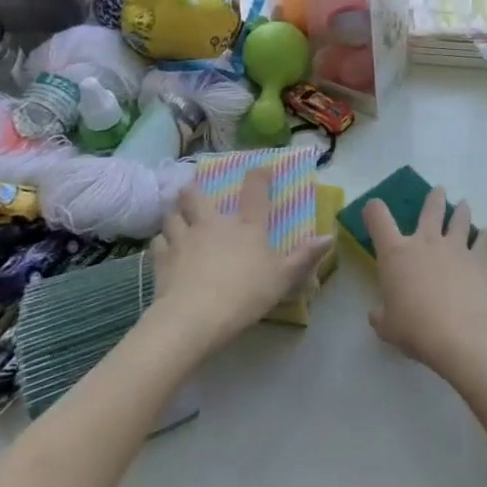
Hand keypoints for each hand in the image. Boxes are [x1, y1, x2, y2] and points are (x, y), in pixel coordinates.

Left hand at [149, 170, 330, 352]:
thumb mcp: (283, 278)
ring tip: (176, 216)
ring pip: (172, 215)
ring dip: (174, 213)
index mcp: (246, 227)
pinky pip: (157, 242)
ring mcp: (183, 239)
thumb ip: (304, 257)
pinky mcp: (161, 260)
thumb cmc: (245, 294)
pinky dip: (161, 241)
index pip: (255, 192)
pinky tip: (164, 247)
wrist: (194, 318)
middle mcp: (213, 224)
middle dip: (193, 189)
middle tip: (192, 189)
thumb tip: (329, 237)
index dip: (258, 177)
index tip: (259, 168)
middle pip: (196, 196)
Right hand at [364, 186, 486, 372]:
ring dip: (462, 210)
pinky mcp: (479, 259)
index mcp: (396, 254)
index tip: (373, 207)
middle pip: (430, 209)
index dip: (373, 210)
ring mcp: (455, 248)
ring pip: (460, 219)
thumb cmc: (415, 329)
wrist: (460, 333)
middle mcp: (425, 242)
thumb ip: (381, 317)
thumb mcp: (388, 327)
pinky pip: (485, 241)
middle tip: (439, 191)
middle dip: (434, 198)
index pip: (379, 219)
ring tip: (464, 205)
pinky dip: (486, 237)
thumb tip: (376, 315)